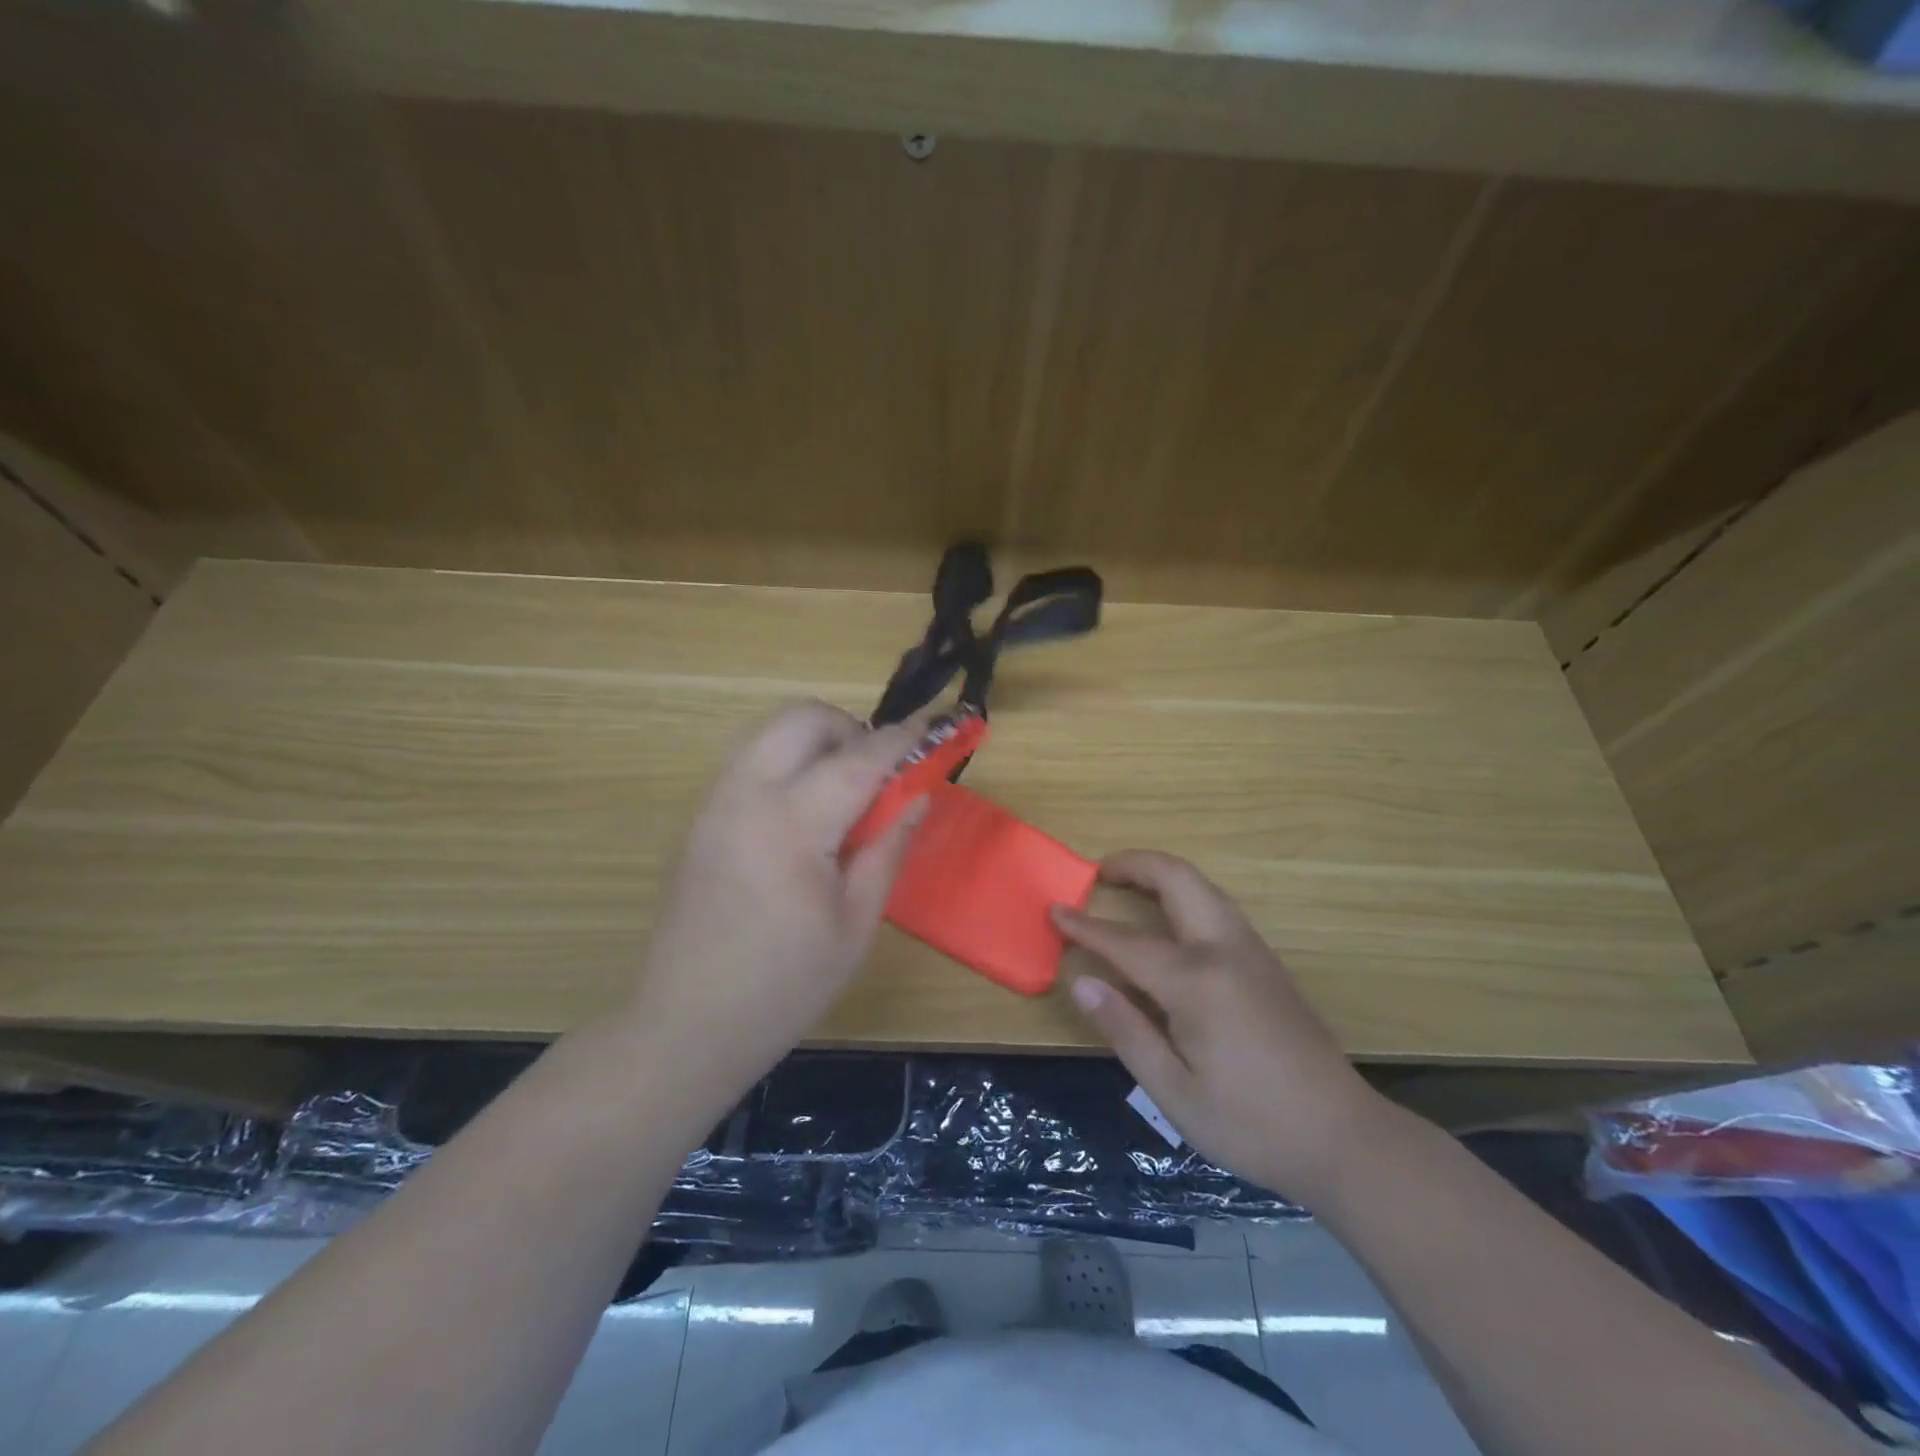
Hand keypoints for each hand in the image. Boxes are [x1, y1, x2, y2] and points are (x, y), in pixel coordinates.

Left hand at [626, 701, 925, 1108]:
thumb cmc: (785, 985)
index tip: (935, 729)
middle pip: (802, 718)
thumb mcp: (855, 924)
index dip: (903, 740)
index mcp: (791, 826)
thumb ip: (888, 847)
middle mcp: (746, 795)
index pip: (859, 760)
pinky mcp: (700, 817)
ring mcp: (715, 802)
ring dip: (816, 739)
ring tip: (843, 789)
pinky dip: (786, 759)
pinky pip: (749, 758)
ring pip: (770, 730)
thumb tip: (919, 794)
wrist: (687, 1025)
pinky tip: (803, 810)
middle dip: (850, 728)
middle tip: (878, 773)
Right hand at [1054, 851, 1389, 1202]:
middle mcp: (1225, 951)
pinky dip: (1184, 894)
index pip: (1126, 942)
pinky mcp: (1268, 965)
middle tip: (1098, 871)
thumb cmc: (1250, 1123)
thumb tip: (1081, 981)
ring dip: (1162, 875)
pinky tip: (1170, 922)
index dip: (1085, 926)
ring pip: (1203, 887)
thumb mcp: (1173, 1091)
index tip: (1053, 910)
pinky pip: (1218, 908)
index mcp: (1196, 981)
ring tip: (1127, 886)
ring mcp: (1253, 953)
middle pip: (1178, 880)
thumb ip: (1125, 1030)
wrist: (1344, 1138)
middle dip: (1135, 864)